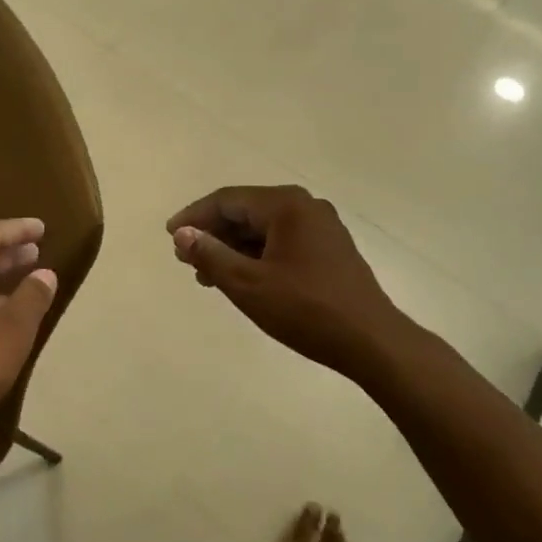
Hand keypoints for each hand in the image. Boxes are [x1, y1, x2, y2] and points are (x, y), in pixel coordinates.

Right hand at [167, 186, 411, 378]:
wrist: (372, 341)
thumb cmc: (306, 310)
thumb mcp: (248, 284)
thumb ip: (210, 254)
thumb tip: (182, 234)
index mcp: (286, 205)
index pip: (228, 200)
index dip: (195, 217)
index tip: (170, 237)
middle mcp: (306, 206)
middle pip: (246, 211)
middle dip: (214, 234)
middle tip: (186, 260)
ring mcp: (322, 227)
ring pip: (264, 228)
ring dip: (233, 248)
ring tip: (208, 275)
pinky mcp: (330, 249)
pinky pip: (282, 241)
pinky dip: (257, 255)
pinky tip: (242, 278)